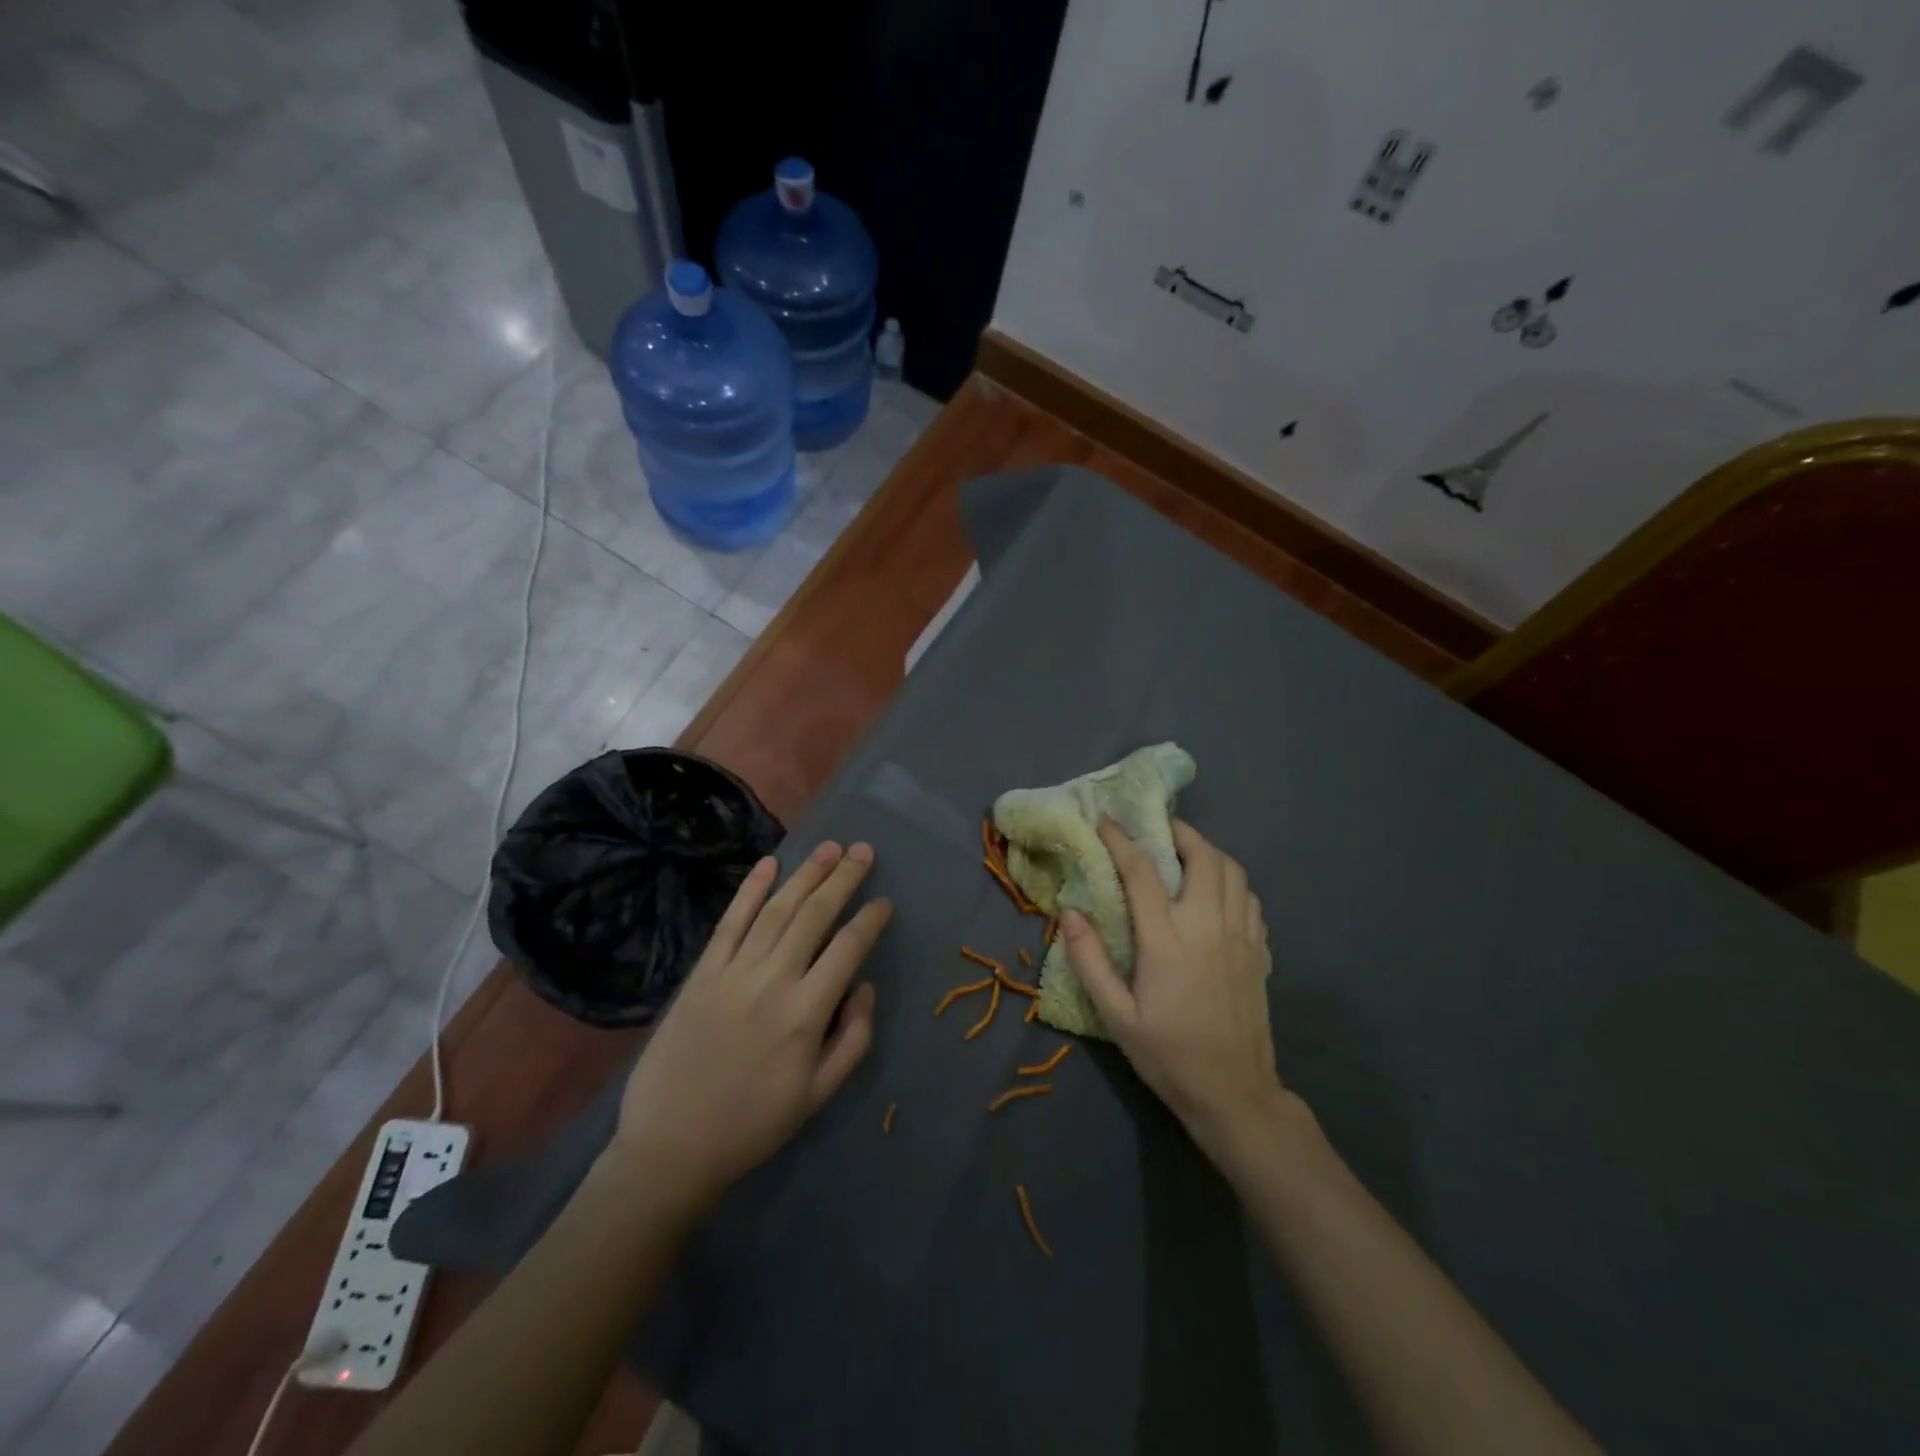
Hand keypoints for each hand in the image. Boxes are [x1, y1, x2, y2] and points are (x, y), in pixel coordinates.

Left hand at [606, 841, 890, 1211]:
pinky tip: (769, 864)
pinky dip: (749, 890)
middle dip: (843, 879)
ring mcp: (733, 973)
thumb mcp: (819, 1094)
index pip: (848, 949)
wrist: (671, 1147)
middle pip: (814, 916)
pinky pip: (729, 922)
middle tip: (863, 851)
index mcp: (806, 1014)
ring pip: (776, 910)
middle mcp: (772, 981)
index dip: (870, 920)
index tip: (884, 901)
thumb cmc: (753, 1124)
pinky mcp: (701, 974)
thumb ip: (854, 1037)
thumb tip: (864, 985)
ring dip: (805, 874)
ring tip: (829, 848)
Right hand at [1063, 819, 1298, 1166]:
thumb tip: (1069, 913)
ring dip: (1207, 850)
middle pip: (1202, 856)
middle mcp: (1207, 926)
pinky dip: (1230, 879)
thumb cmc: (1168, 1054)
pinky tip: (1214, 890)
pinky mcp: (1259, 950)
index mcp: (1167, 941)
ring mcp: (1239, 936)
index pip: (1142, 872)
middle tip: (1155, 828)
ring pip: (1232, 870)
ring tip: (1184, 852)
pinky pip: (1248, 896)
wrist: (1234, 1092)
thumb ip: (1089, 961)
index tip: (1105, 821)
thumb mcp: (1116, 1016)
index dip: (1121, 840)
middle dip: (1177, 832)